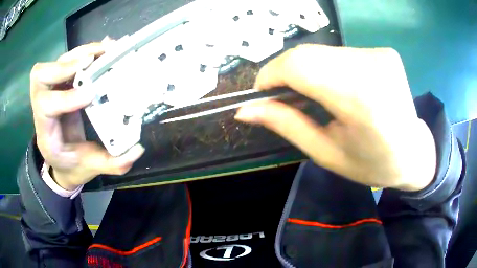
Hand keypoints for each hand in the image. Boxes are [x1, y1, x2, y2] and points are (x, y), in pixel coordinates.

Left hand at [30, 42, 144, 190]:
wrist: (62, 162)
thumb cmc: (73, 166)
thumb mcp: (91, 168)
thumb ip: (112, 163)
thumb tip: (137, 149)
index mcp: (46, 134)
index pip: (46, 108)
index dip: (66, 98)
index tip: (91, 94)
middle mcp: (42, 108)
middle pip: (40, 76)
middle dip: (64, 66)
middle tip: (91, 61)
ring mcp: (50, 92)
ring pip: (54, 63)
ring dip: (78, 53)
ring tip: (104, 49)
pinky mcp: (61, 84)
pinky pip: (67, 61)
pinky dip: (84, 52)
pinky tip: (102, 51)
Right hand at [235, 45, 435, 190]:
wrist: (414, 153)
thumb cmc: (373, 163)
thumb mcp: (326, 153)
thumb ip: (286, 125)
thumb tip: (244, 110)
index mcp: (361, 99)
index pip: (300, 64)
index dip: (271, 74)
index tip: (263, 94)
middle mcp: (372, 66)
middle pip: (308, 54)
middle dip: (287, 74)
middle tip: (287, 99)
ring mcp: (380, 54)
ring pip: (322, 51)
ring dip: (309, 71)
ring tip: (318, 97)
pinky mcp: (382, 51)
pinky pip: (340, 52)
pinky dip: (328, 67)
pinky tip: (339, 87)